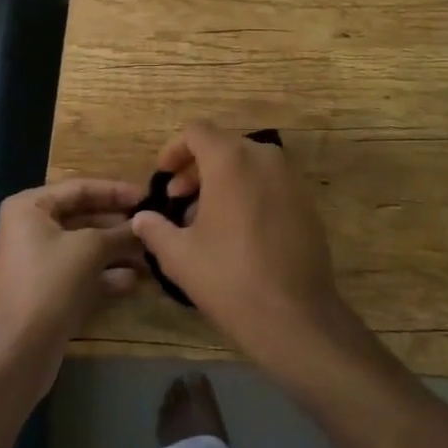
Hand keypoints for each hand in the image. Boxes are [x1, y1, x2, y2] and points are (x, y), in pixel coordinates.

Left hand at [0, 181, 142, 400]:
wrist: (17, 354)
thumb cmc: (49, 284)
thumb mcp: (89, 249)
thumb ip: (120, 232)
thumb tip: (145, 223)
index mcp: (29, 208)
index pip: (79, 188)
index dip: (115, 191)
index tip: (146, 196)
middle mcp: (28, 229)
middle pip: (82, 217)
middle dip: (118, 224)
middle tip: (151, 225)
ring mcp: (36, 263)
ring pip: (83, 247)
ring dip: (115, 250)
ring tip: (150, 253)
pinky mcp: (45, 292)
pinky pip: (78, 272)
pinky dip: (104, 274)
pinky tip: (133, 280)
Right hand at [131, 121, 352, 369]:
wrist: (296, 316)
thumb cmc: (230, 279)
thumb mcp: (180, 257)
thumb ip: (155, 229)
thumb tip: (141, 218)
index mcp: (230, 160)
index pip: (197, 131)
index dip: (175, 149)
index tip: (163, 177)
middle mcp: (264, 157)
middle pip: (223, 146)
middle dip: (196, 168)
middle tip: (178, 201)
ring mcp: (290, 177)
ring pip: (247, 163)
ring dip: (222, 180)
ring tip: (204, 219)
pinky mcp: (306, 199)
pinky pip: (269, 181)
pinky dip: (248, 191)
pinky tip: (237, 230)